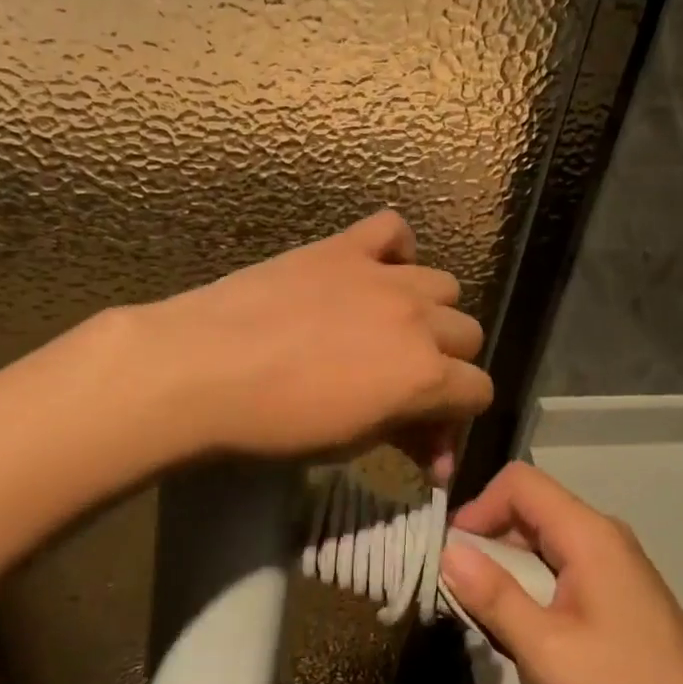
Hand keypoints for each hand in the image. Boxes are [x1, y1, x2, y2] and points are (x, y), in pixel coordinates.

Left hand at [130, 211, 493, 480]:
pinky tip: (374, 273)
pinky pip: (393, 230)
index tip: (426, 432)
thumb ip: (403, 435)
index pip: (479, 390)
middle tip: (404, 382)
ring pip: (442, 284)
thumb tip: (434, 453)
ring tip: (388, 328)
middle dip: (446, 362)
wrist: (203, 368)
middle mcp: (417, 319)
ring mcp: (382, 275)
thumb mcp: (349, 444)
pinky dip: (394, 250)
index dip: (457, 415)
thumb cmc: (273, 423)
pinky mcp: (344, 247)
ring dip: (427, 311)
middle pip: (468, 333)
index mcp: (424, 375)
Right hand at [441, 463, 682, 683]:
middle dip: (490, 538)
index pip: (519, 482)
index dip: (479, 507)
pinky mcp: (619, 583)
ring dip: (510, 563)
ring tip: (494, 613)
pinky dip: (534, 578)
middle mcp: (601, 531)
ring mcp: (614, 557)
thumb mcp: (546, 650)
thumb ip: (494, 596)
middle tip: (466, 589)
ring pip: (545, 534)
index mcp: (586, 533)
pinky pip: (563, 558)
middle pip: (531, 505)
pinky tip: (531, 625)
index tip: (456, 554)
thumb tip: (448, 551)